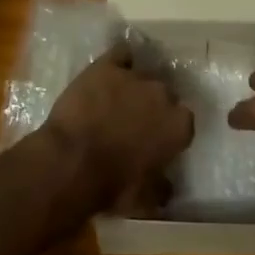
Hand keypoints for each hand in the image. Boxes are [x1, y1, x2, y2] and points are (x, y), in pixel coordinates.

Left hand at [39, 41, 193, 215]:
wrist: (72, 161)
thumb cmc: (112, 185)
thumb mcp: (144, 200)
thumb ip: (162, 189)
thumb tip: (168, 188)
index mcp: (178, 126)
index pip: (183, 122)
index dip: (168, 131)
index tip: (156, 141)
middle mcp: (163, 95)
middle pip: (164, 94)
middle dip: (153, 106)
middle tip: (134, 121)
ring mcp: (134, 77)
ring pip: (143, 74)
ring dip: (134, 86)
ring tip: (116, 99)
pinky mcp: (106, 66)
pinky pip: (121, 54)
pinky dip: (119, 60)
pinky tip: (110, 70)